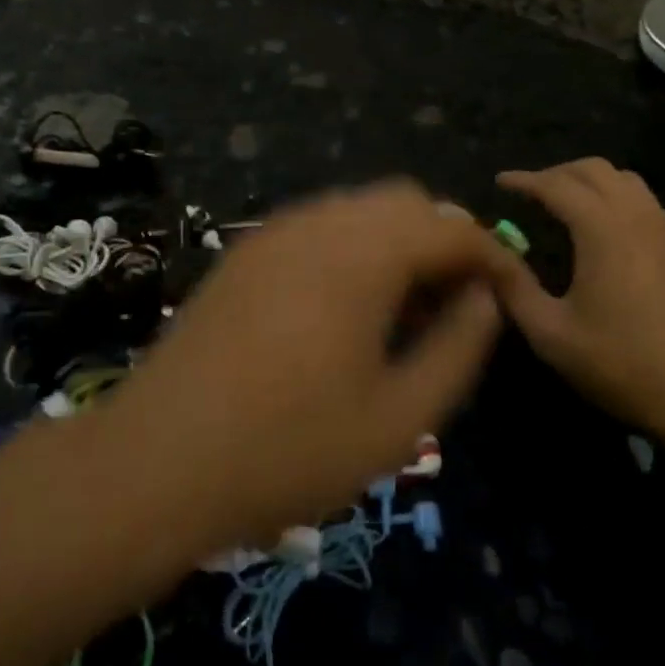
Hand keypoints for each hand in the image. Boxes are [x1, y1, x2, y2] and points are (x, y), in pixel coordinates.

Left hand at [106, 181, 521, 546]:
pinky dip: (353, 249)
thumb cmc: (289, 450)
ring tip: (404, 312)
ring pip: (359, 210)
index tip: (509, 297)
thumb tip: (485, 299)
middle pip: (405, 203)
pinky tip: (346, 309)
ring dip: (397, 244)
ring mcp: (274, 233)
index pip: (453, 227)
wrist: (155, 463)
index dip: (492, 256)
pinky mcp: (244, 253)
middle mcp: (320, 222)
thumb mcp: (398, 418)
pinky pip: (319, 228)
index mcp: (364, 253)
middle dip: (443, 241)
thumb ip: (457, 348)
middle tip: (455, 305)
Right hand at [491, 159, 664, 437]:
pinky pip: (645, 201)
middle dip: (557, 172)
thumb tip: (489, 253)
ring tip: (564, 202)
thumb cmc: (621, 363)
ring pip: (625, 180)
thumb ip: (514, 287)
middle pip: (595, 170)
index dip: (525, 180)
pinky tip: (602, 229)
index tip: (500, 181)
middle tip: (529, 192)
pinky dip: (615, 196)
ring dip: (590, 180)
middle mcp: (638, 217)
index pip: (558, 185)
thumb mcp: (551, 333)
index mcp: (603, 230)